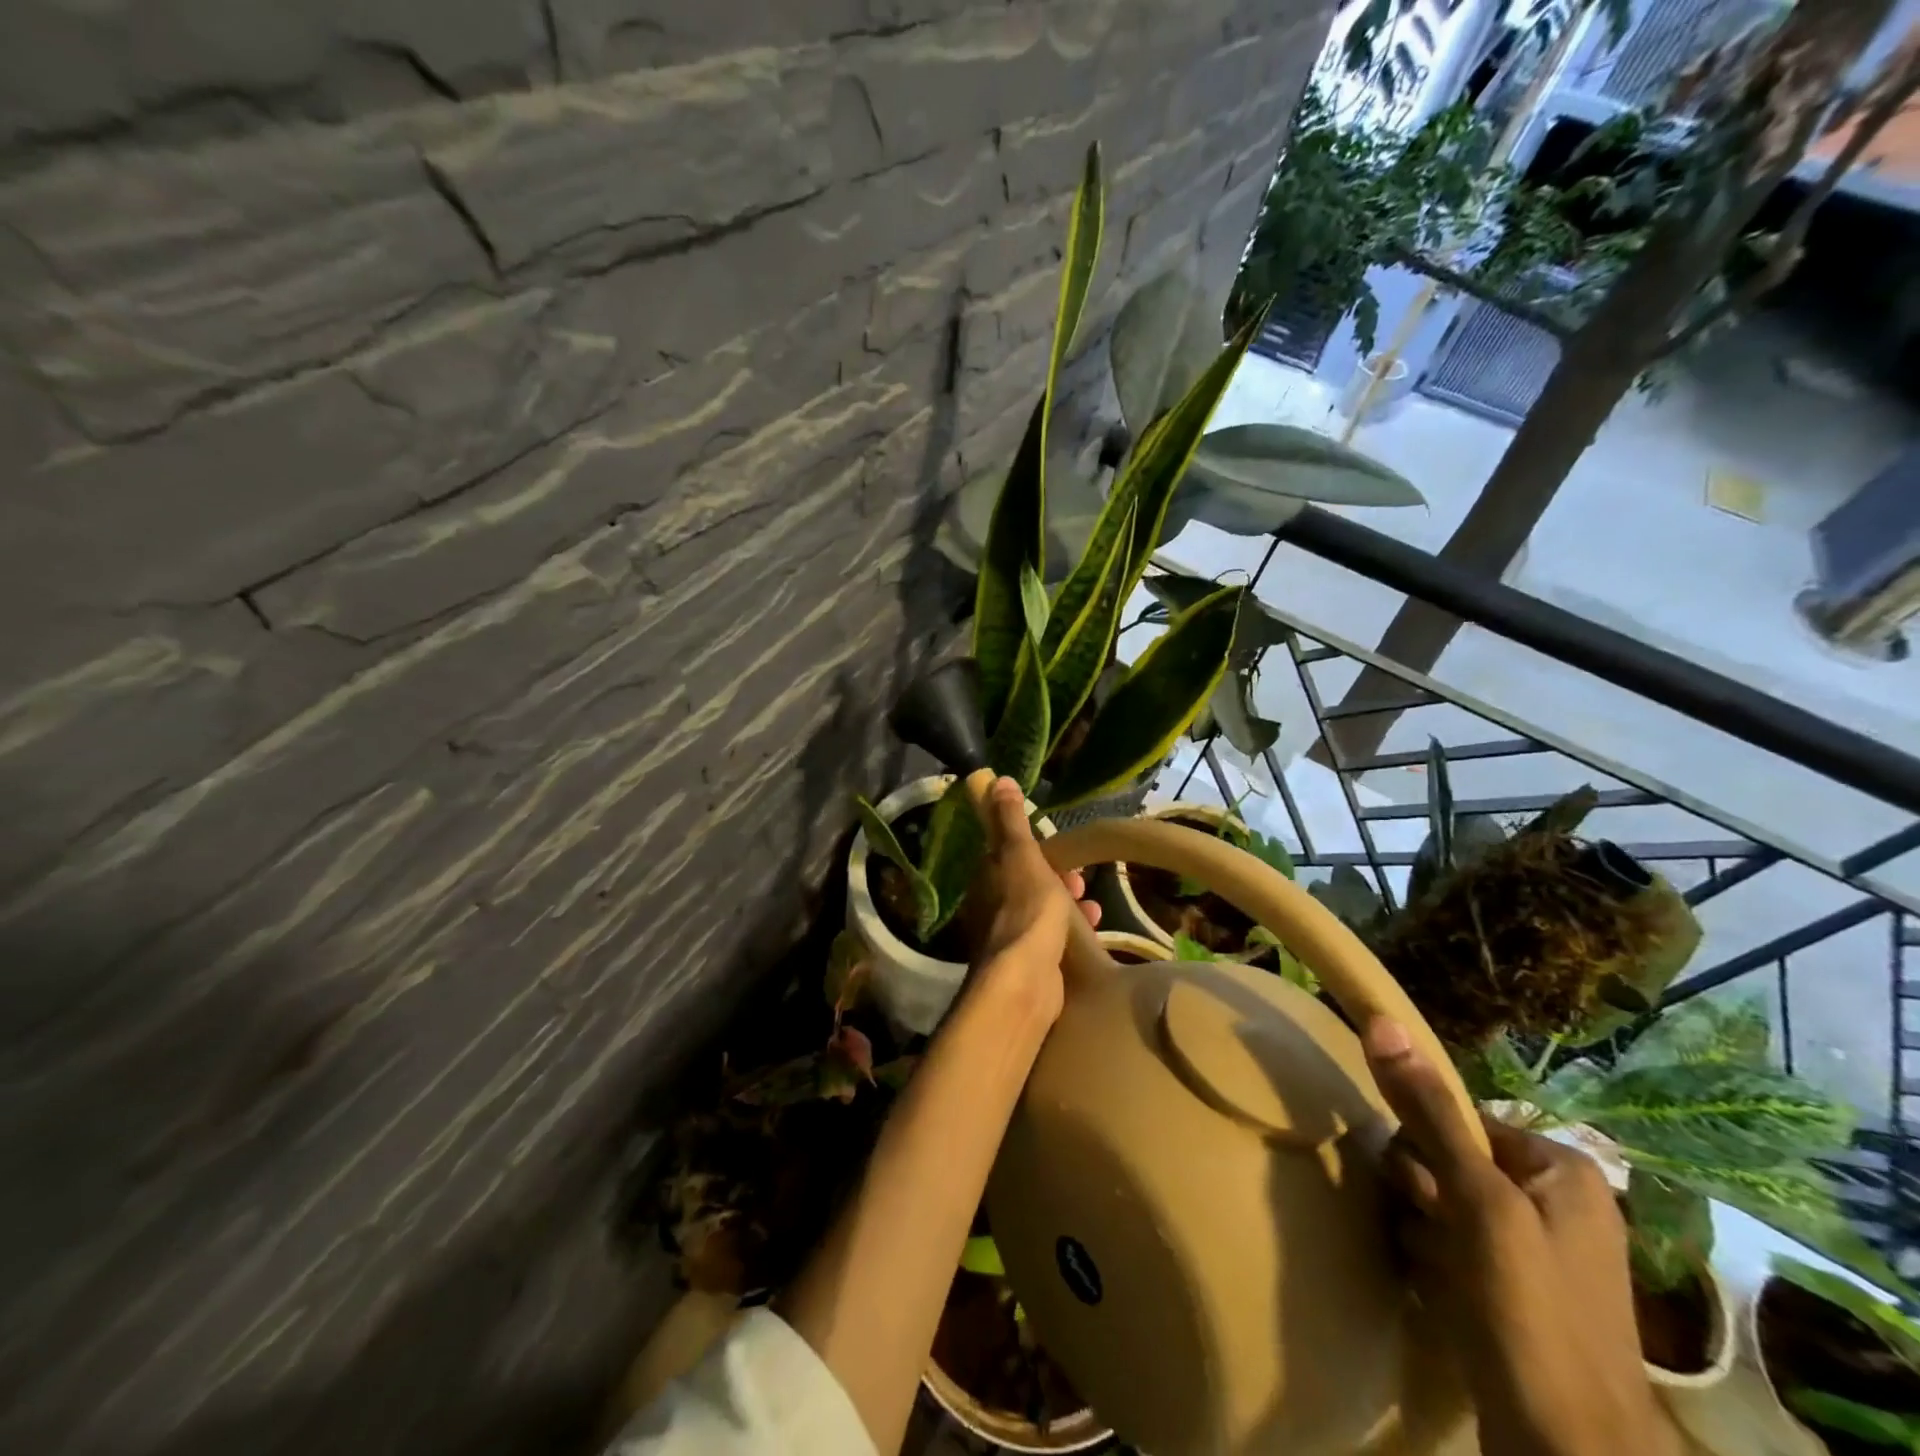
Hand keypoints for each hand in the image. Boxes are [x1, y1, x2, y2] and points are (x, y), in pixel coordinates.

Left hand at [965, 776, 1099, 1025]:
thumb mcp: (1021, 855)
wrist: (1025, 981)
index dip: (1034, 849)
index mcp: (986, 878)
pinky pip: (1051, 939)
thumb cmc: (1026, 909)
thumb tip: (995, 779)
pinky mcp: (1028, 965)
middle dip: (1056, 879)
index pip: (1007, 855)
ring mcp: (1009, 938)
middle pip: (1027, 884)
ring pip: (1041, 912)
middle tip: (1080, 882)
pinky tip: (1092, 931)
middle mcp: (991, 907)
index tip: (1059, 851)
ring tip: (1093, 907)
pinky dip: (1071, 931)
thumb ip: (1010, 820)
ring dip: (1067, 905)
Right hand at [1362, 1018, 1678, 1455]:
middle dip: (1424, 1196)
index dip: (1426, 1149)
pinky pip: (1455, 1249)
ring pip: (1444, 1206)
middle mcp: (1556, 1202)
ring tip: (1438, 1273)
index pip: (1457, 1119)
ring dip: (1424, 1231)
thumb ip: (1428, 1110)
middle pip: (1449, 1162)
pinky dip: (1437, 1264)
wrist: (1568, 1454)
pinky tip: (1441, 1293)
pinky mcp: (1518, 1294)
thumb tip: (1381, 1019)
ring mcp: (1539, 1253)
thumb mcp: (1475, 1200)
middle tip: (1436, 1237)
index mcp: (1560, 1168)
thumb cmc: (1529, 1312)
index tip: (1423, 1192)